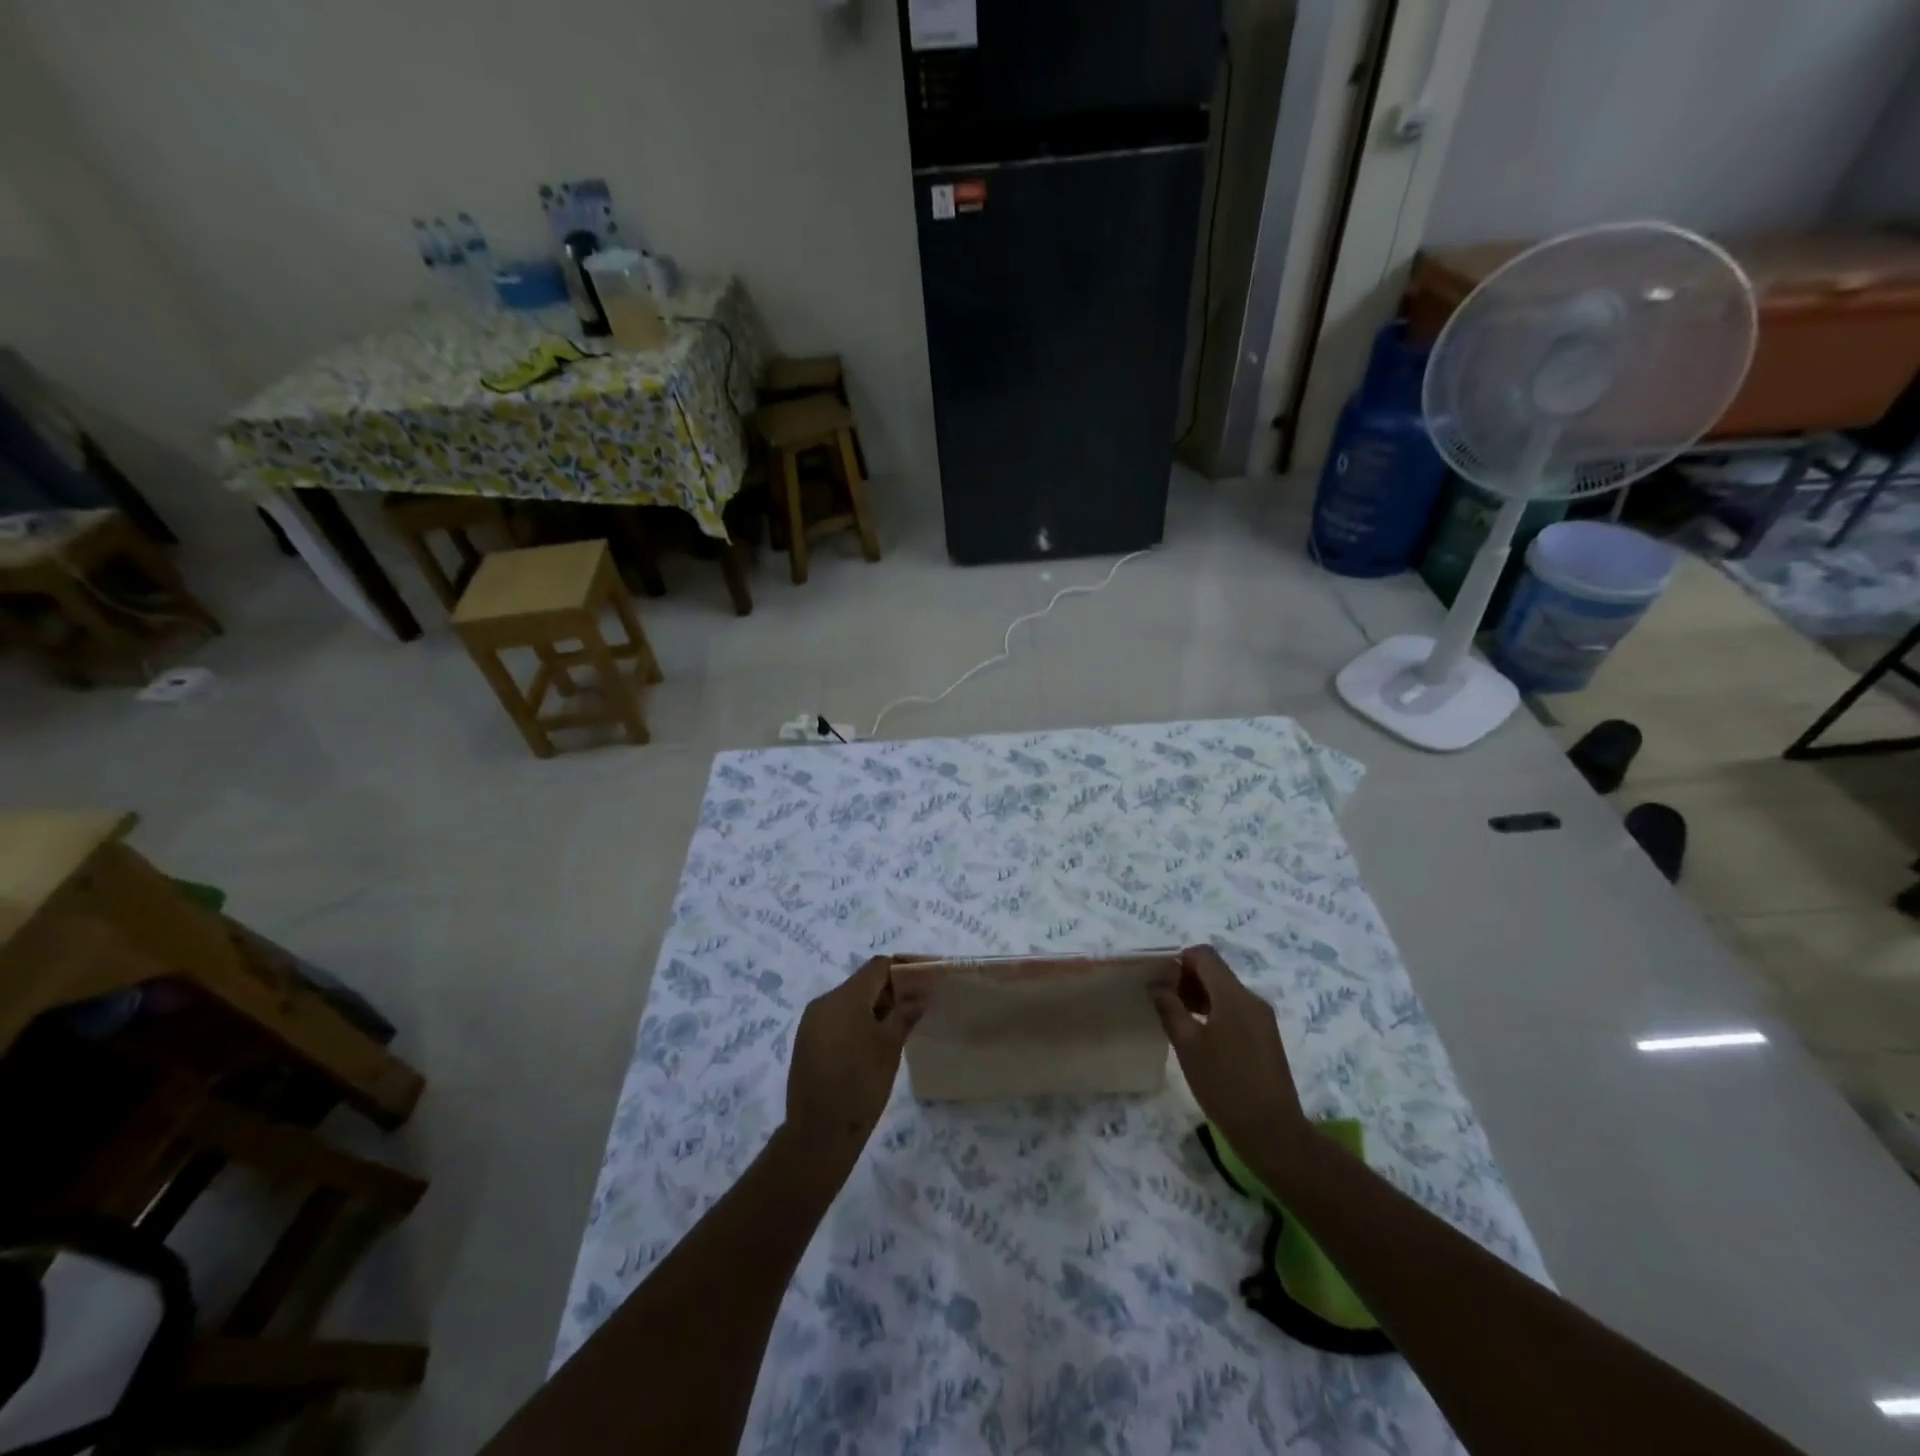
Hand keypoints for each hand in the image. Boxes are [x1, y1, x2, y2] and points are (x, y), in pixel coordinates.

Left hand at [784, 957, 918, 1169]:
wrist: (819, 1133)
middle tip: (917, 1006)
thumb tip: (921, 992)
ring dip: (875, 1007)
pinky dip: (858, 1021)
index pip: (878, 967)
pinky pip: (837, 1018)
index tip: (926, 979)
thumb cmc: (861, 1084)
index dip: (904, 968)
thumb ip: (905, 1013)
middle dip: (891, 990)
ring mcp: (812, 1022)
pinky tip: (874, 1042)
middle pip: (863, 982)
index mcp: (845, 997)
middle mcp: (824, 1001)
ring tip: (899, 1026)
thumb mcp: (890, 1047)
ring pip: (850, 1001)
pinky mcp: (807, 1041)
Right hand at [1152, 945, 1307, 1156]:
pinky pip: (1235, 1010)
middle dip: (1186, 978)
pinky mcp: (1265, 1037)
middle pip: (1215, 972)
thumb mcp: (1187, 1045)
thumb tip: (1156, 983)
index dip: (1178, 959)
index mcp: (1234, 995)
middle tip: (1161, 999)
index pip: (1204, 955)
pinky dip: (1213, 1012)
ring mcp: (1262, 1019)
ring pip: (1225, 992)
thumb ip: (1169, 1007)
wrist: (1272, 1132)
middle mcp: (1252, 999)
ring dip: (1199, 996)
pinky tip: (1197, 1035)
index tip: (1158, 979)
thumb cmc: (1224, 1085)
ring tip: (1175, 1017)